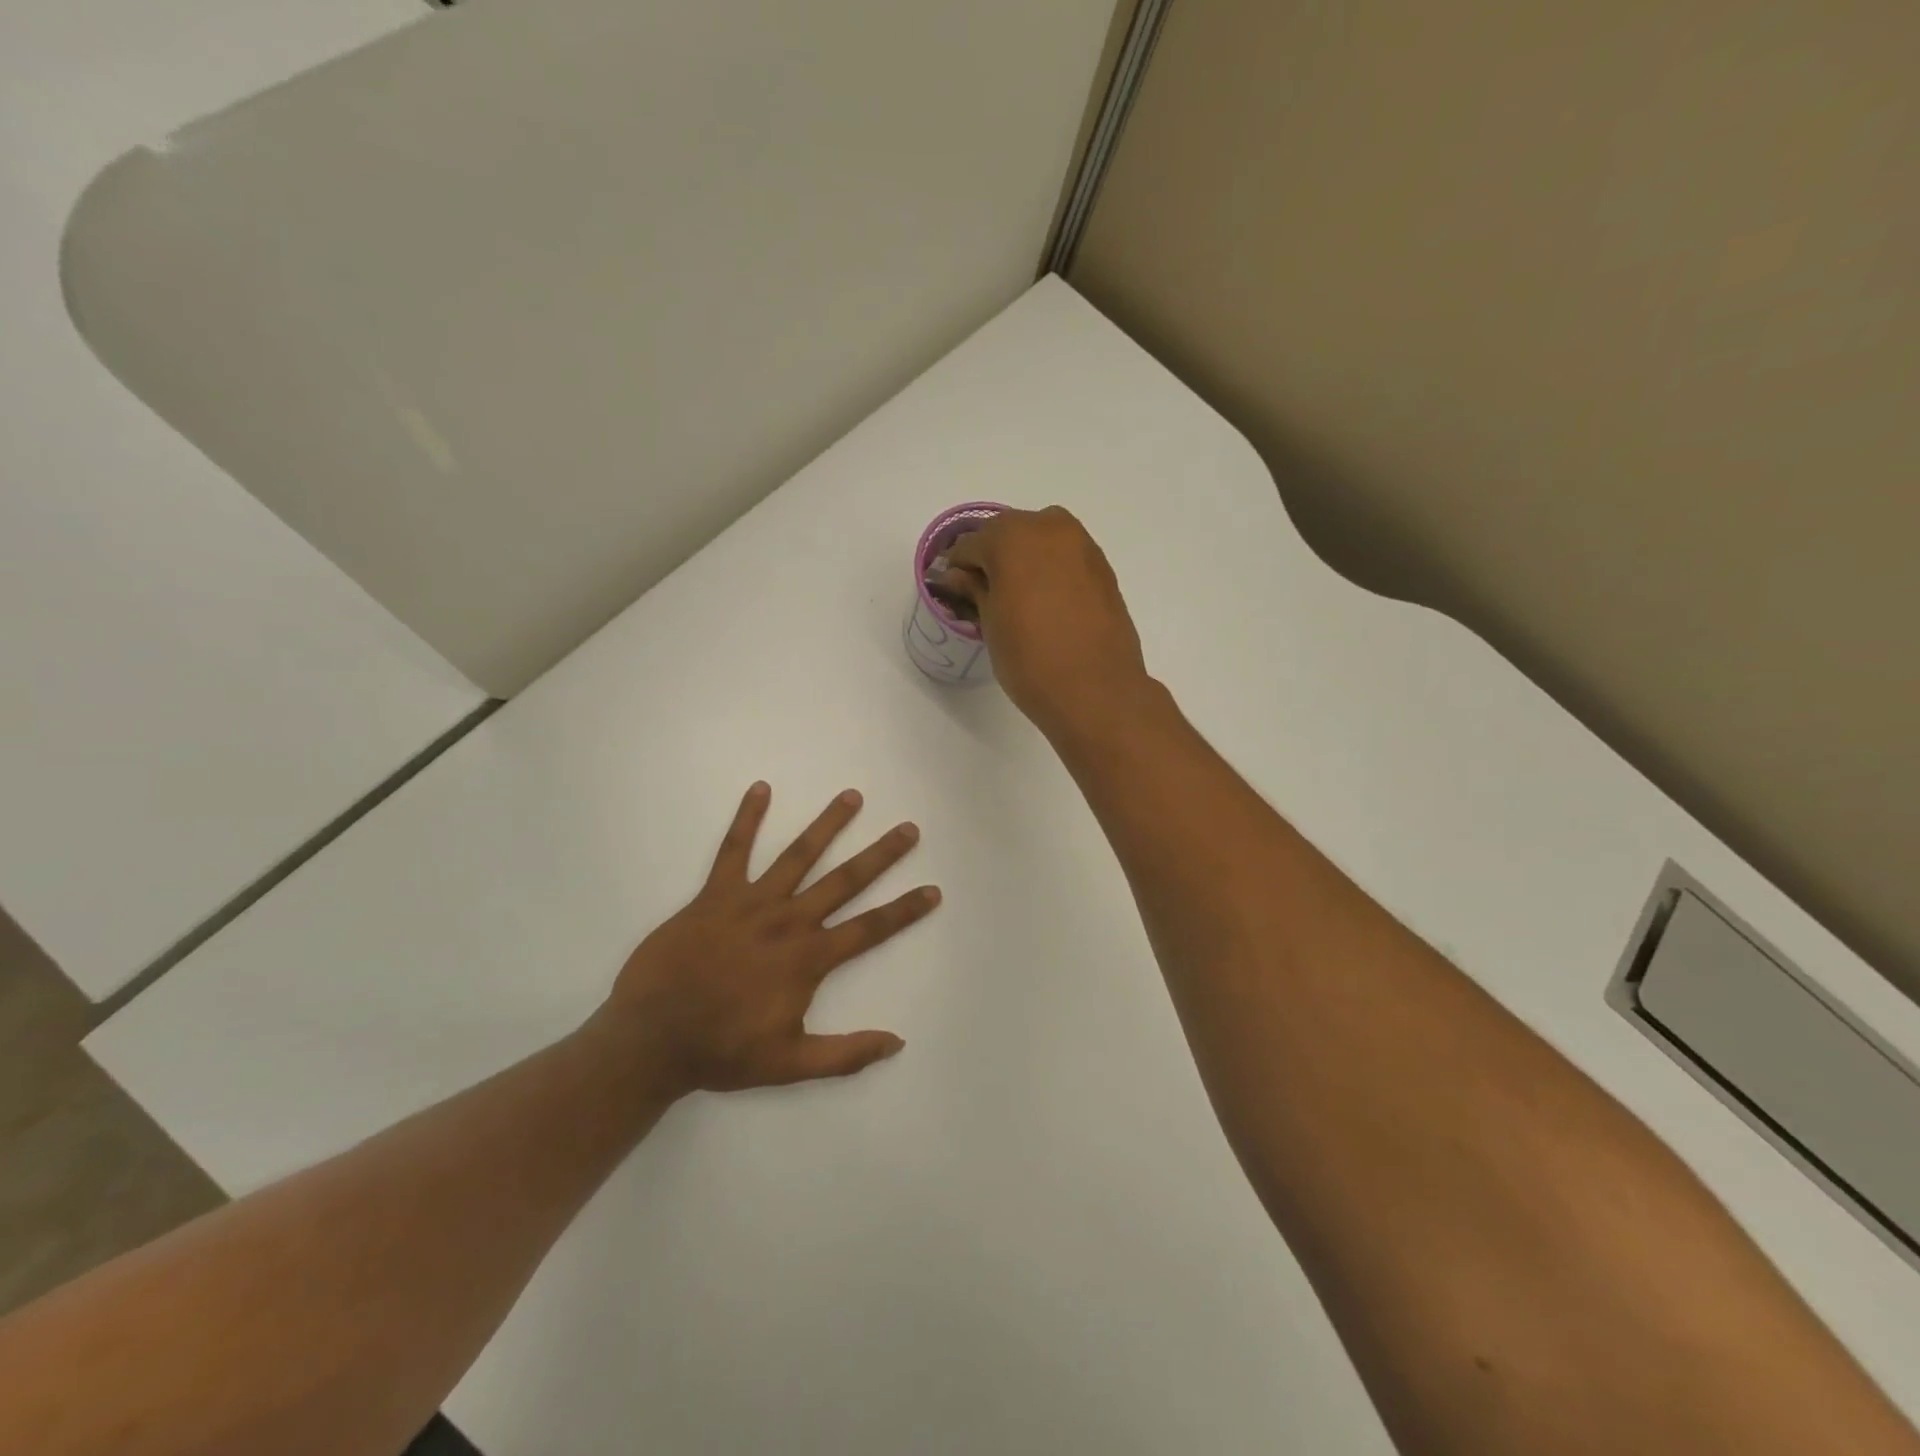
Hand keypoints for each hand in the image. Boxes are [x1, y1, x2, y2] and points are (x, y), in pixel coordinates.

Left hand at [595, 783, 939, 1095]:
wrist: (651, 1038)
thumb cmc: (722, 1051)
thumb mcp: (790, 1064)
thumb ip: (846, 1055)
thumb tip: (897, 1041)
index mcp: (808, 958)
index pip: (870, 928)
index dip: (905, 910)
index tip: (933, 890)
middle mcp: (788, 921)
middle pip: (845, 880)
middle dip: (881, 854)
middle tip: (908, 828)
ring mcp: (751, 902)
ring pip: (798, 855)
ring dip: (827, 825)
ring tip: (852, 796)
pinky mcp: (715, 894)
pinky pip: (733, 850)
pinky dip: (747, 818)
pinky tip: (761, 789)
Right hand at [934, 506, 1151, 735]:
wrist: (1096, 692)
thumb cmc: (1031, 659)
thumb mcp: (990, 624)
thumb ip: (974, 590)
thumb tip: (959, 576)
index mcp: (1013, 537)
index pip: (970, 544)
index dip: (957, 568)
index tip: (953, 592)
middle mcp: (1050, 528)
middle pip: (1008, 533)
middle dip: (992, 558)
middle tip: (983, 594)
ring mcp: (1082, 545)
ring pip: (1040, 541)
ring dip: (1023, 561)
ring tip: (1015, 599)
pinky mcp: (1103, 568)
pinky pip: (1065, 558)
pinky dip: (1049, 571)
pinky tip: (1044, 603)